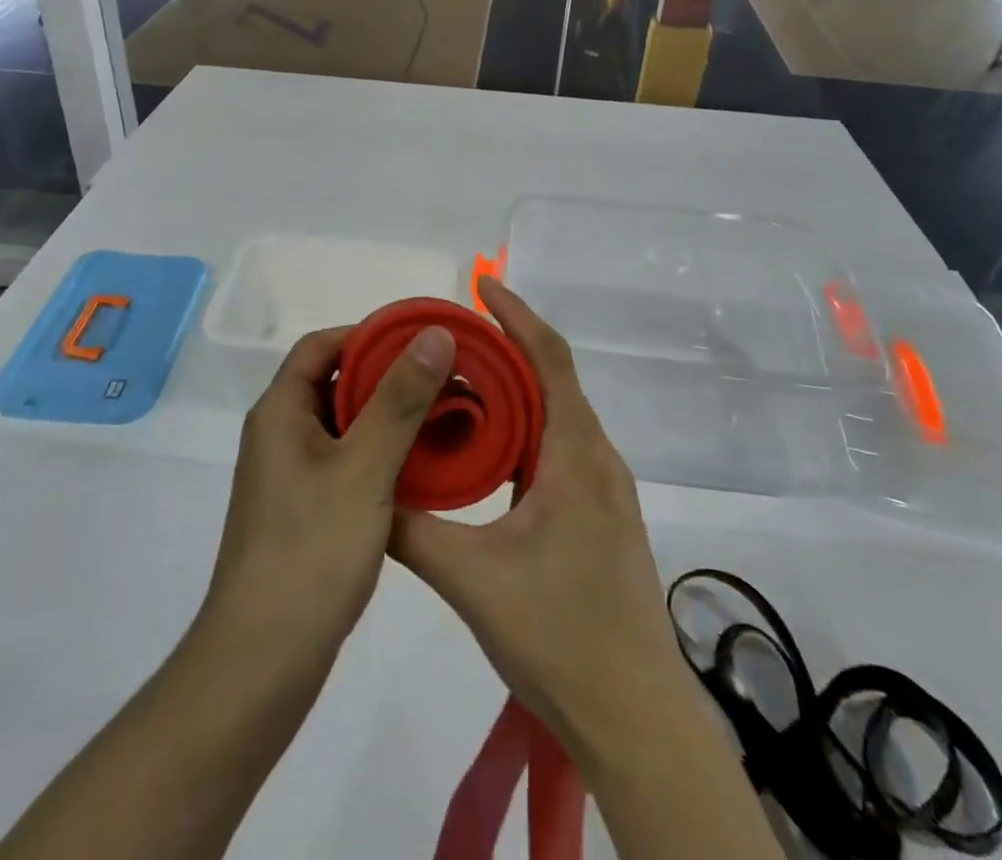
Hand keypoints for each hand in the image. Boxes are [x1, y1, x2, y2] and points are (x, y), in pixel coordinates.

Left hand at [201, 322, 456, 660]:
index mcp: (280, 411)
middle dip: (388, 375)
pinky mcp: (303, 510)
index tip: (421, 341)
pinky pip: (346, 461)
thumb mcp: (364, 467)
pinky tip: (420, 467)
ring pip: (344, 424)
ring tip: (442, 417)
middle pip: (334, 382)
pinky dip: (381, 452)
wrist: (262, 663)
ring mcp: (289, 475)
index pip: (322, 345)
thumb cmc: (311, 552)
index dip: (369, 334)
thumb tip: (433, 334)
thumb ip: (400, 398)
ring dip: (388, 415)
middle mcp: (279, 434)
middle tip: (444, 379)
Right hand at [388, 278, 690, 757]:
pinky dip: (523, 430)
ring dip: (515, 391)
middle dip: (506, 348)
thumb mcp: (472, 581)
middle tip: (451, 336)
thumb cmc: (560, 636)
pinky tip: (487, 450)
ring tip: (460, 382)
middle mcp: (596, 458)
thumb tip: (366, 496)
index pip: (549, 359)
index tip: (482, 284)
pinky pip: (558, 448)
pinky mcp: (599, 515)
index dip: (516, 315)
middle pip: (553, 379)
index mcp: (575, 455)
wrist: (635, 716)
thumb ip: (413, 532)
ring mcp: (603, 488)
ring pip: (556, 416)